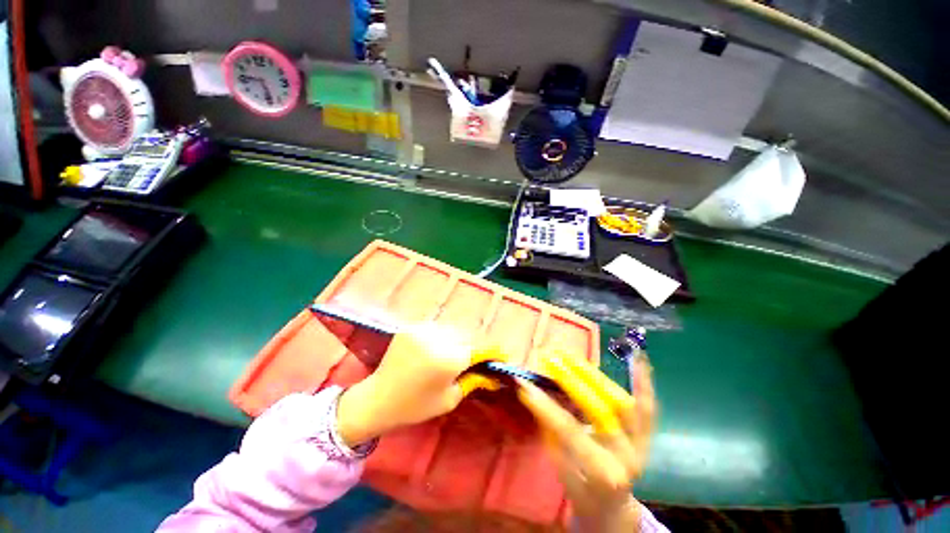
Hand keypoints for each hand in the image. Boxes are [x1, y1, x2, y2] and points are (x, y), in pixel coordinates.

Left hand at [337, 324, 496, 446]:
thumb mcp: (449, 399)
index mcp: (449, 359)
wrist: (378, 399)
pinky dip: (440, 337)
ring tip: (450, 355)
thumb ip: (473, 381)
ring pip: (451, 330)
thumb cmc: (415, 406)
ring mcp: (423, 329)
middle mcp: (438, 338)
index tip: (501, 355)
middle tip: (471, 360)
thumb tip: (493, 375)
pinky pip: (435, 328)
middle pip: (466, 337)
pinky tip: (434, 349)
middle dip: (471, 348)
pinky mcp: (412, 326)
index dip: (492, 352)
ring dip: (455, 340)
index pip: (479, 349)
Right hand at [518, 353, 656, 532]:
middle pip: (599, 410)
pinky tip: (638, 357)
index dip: (546, 406)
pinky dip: (642, 381)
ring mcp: (642, 444)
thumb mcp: (561, 471)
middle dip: (571, 381)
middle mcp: (627, 457)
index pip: (570, 432)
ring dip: (594, 375)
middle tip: (550, 359)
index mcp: (603, 474)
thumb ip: (551, 433)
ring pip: (621, 402)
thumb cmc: (582, 492)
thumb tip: (533, 393)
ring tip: (570, 355)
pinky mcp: (647, 435)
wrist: (614, 508)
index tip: (524, 384)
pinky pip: (648, 406)